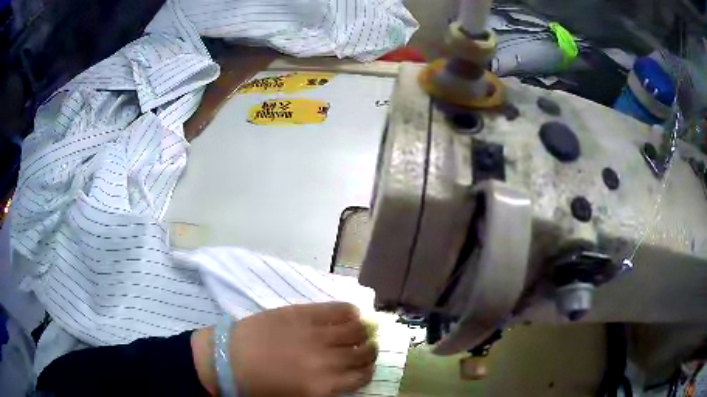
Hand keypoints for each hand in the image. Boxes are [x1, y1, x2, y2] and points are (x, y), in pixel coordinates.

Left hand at [192, 302, 376, 396]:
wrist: (227, 358)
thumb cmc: (259, 385)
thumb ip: (326, 391)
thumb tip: (346, 379)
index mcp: (324, 386)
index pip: (363, 376)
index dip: (366, 371)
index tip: (363, 367)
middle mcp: (327, 361)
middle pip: (365, 353)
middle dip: (369, 352)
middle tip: (364, 349)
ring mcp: (316, 334)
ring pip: (357, 330)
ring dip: (364, 332)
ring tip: (359, 332)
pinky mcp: (304, 314)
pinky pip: (338, 310)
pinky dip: (350, 312)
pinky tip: (350, 315)